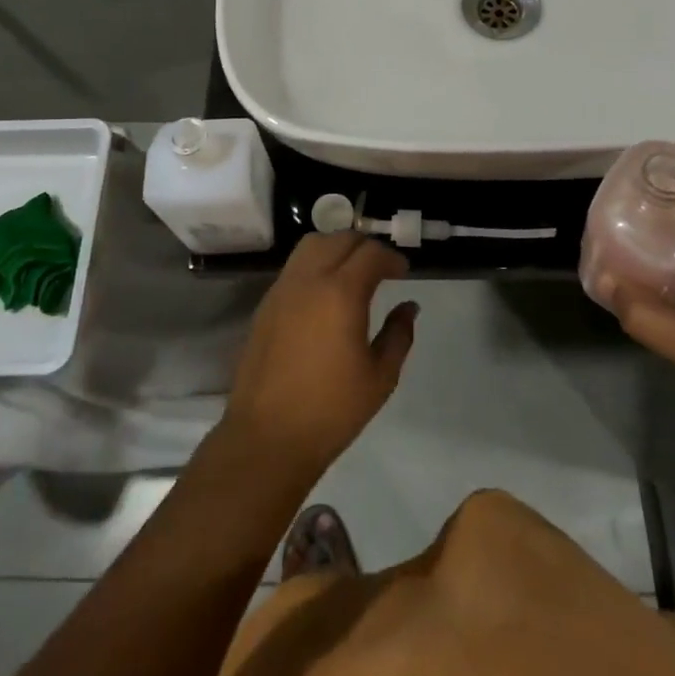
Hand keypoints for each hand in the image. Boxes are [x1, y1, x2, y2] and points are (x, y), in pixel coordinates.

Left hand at [223, 232, 416, 480]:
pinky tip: (325, 293)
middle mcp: (309, 279)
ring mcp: (283, 288)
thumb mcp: (380, 377)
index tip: (403, 273)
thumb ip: (398, 334)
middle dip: (365, 247)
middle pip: (340, 239)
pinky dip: (315, 264)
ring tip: (352, 272)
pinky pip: (294, 267)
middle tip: (382, 269)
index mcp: (341, 293)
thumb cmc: (332, 410)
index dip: (391, 258)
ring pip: (312, 244)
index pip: (370, 253)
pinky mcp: (266, 303)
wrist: (268, 436)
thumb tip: (408, 307)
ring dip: (336, 248)